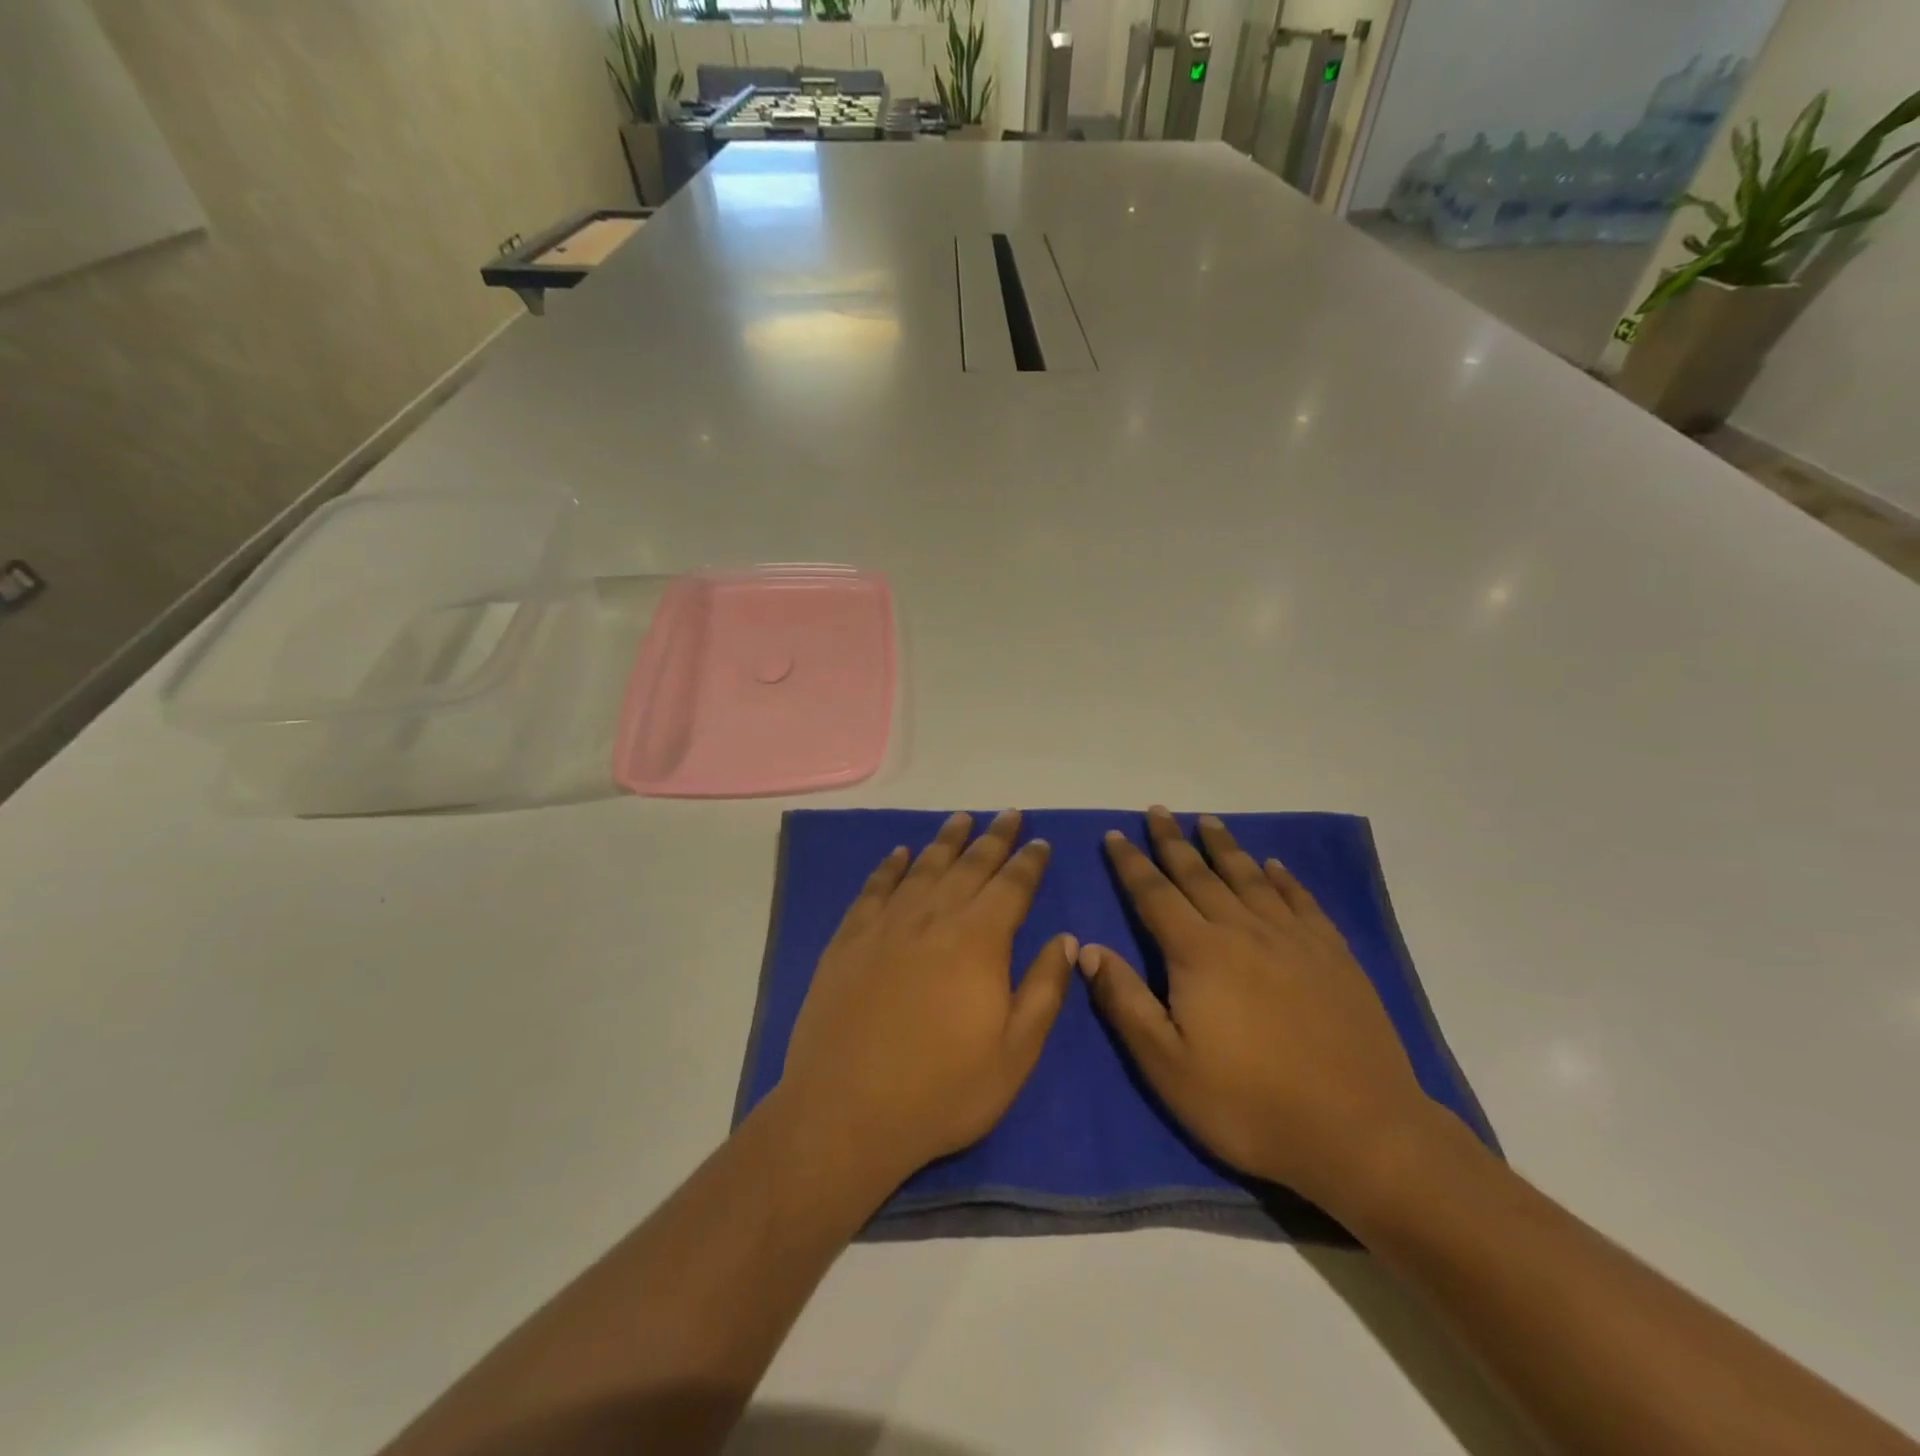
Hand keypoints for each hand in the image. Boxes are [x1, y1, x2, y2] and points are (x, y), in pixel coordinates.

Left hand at [779, 810, 1077, 1195]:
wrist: (845, 1112)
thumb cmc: (942, 1090)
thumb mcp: (1014, 1053)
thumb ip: (1044, 990)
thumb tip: (1067, 939)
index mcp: (979, 940)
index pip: (1012, 886)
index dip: (1029, 862)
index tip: (1039, 841)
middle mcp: (933, 918)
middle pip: (969, 865)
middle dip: (994, 837)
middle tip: (1009, 814)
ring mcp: (886, 925)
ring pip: (923, 867)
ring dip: (946, 841)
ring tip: (961, 818)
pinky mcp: (849, 939)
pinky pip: (874, 888)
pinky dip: (890, 866)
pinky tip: (899, 853)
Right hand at [1080, 806, 1436, 1211]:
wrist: (1361, 1133)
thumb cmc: (1250, 1105)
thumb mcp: (1168, 1066)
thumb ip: (1125, 1002)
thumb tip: (1090, 948)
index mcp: (1199, 953)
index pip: (1154, 894)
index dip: (1131, 863)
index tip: (1114, 835)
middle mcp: (1243, 930)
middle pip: (1200, 874)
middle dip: (1173, 841)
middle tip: (1158, 811)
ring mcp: (1294, 939)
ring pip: (1249, 878)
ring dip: (1224, 847)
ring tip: (1208, 821)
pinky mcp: (1333, 956)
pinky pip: (1301, 901)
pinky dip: (1283, 878)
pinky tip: (1274, 866)